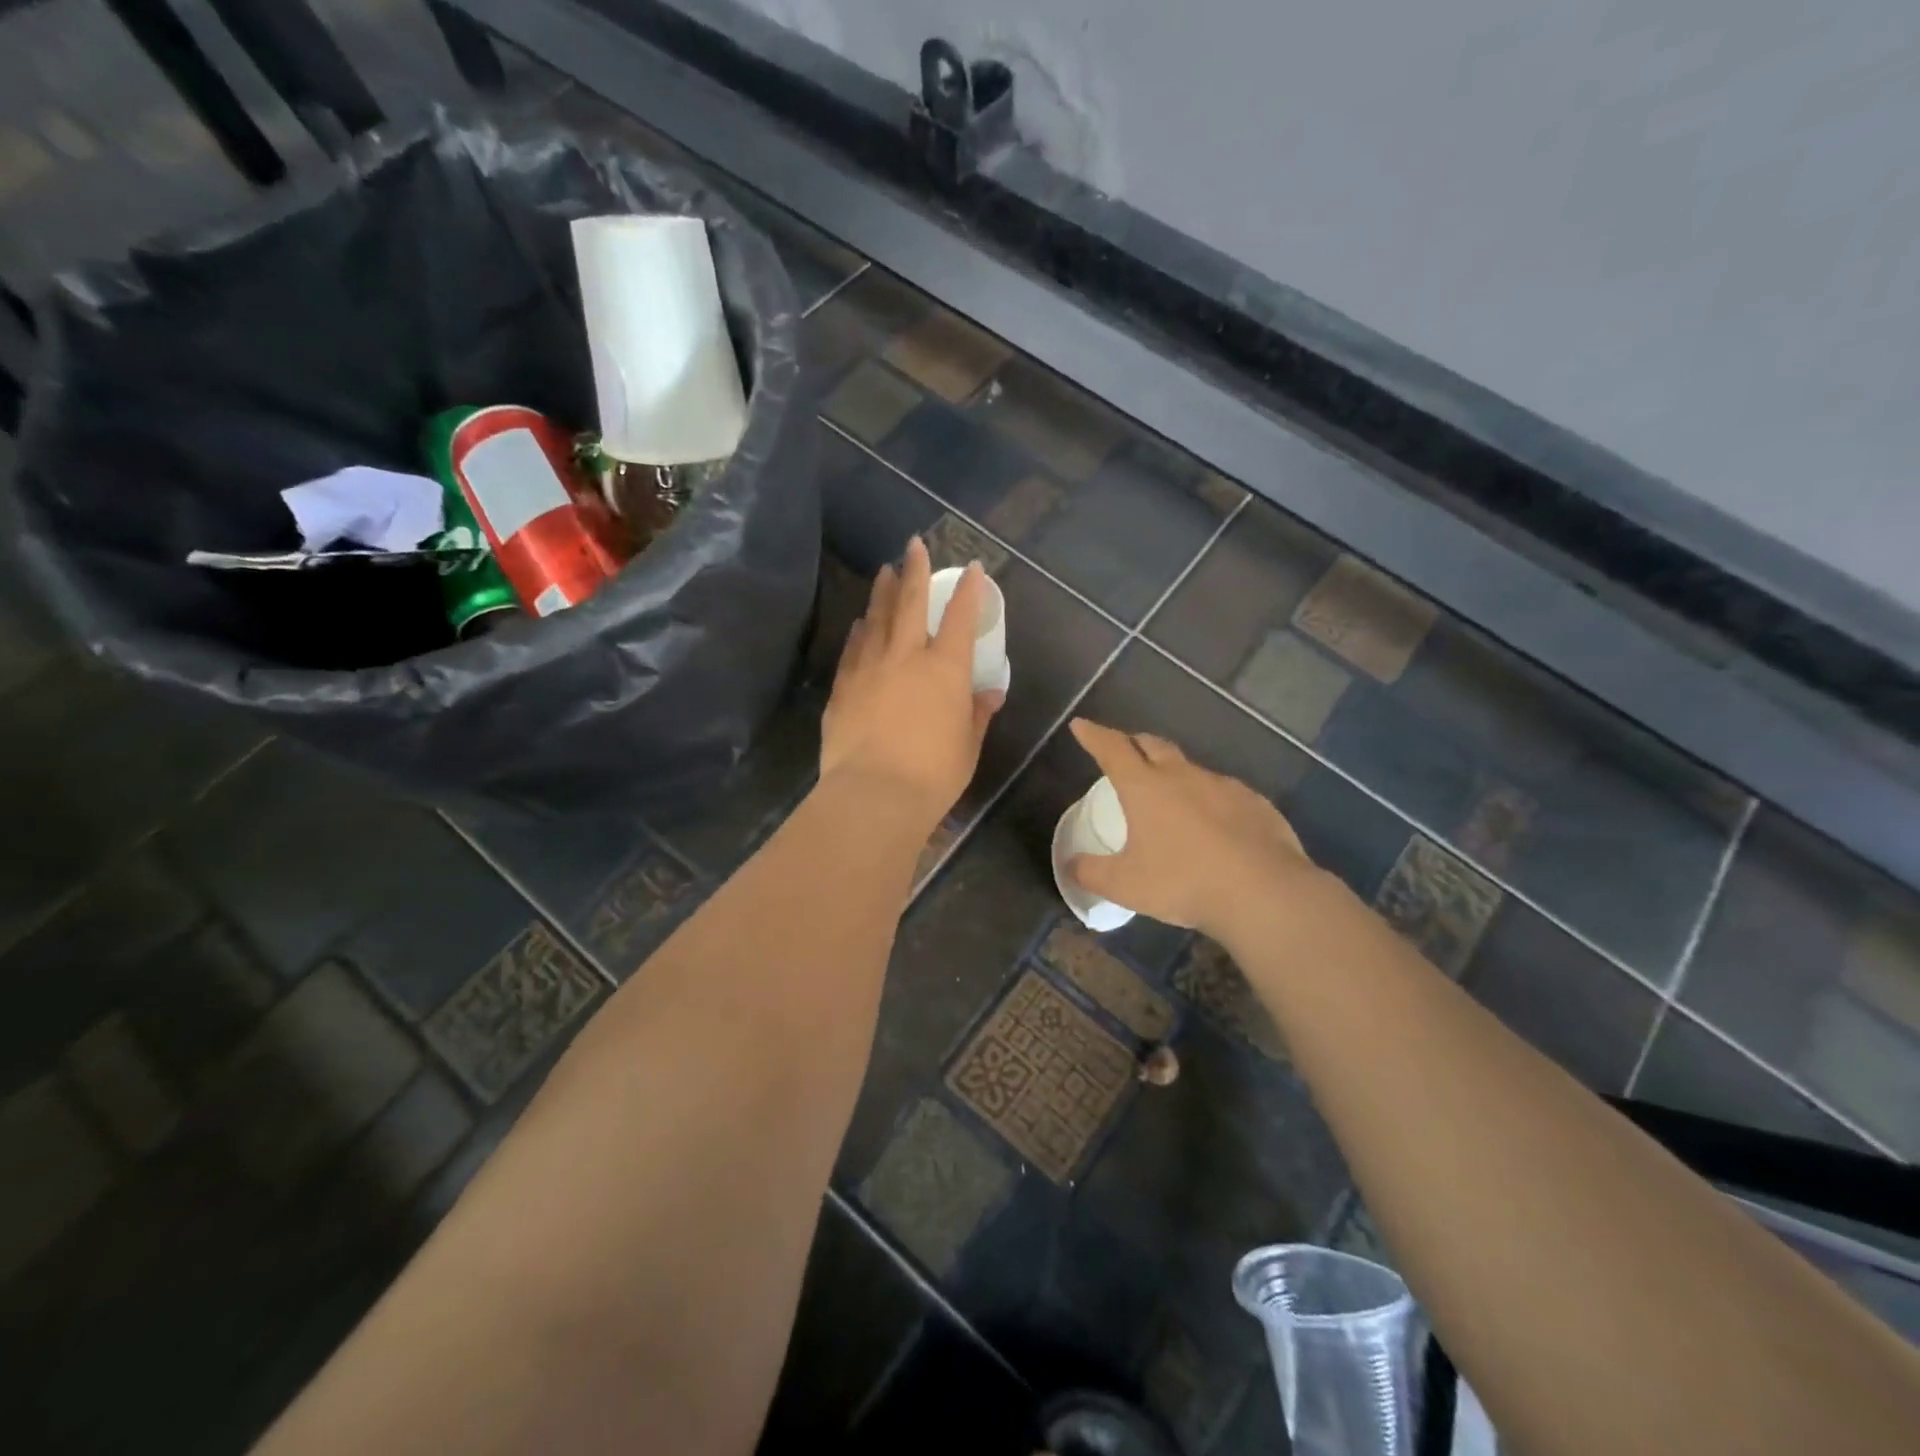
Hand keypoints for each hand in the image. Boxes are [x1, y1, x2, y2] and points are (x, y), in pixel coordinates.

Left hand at [819, 538, 1004, 828]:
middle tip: (913, 544)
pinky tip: (859, 623)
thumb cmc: (933, 774)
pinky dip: (859, 631)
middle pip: (909, 603)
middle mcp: (905, 657)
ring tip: (884, 572)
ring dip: (882, 593)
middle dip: (914, 570)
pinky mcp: (843, 688)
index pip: (959, 618)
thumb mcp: (968, 745)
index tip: (972, 567)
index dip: (968, 590)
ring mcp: (868, 669)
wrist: (874, 794)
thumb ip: (977, 713)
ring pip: (876, 619)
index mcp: (944, 669)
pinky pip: (852, 649)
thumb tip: (990, 691)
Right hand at [1067, 718, 1316, 940]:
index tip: (1081, 725)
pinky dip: (1209, 800)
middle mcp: (1182, 776)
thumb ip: (1091, 873)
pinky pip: (1223, 793)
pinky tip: (1214, 825)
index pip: (1112, 749)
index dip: (1094, 735)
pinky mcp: (1255, 803)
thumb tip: (1070, 865)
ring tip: (1169, 796)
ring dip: (1173, 773)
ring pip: (1190, 768)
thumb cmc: (1183, 882)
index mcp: (1144, 787)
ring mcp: (1223, 786)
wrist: (1264, 892)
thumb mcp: (1125, 885)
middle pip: (1152, 745)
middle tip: (1123, 750)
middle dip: (1133, 743)